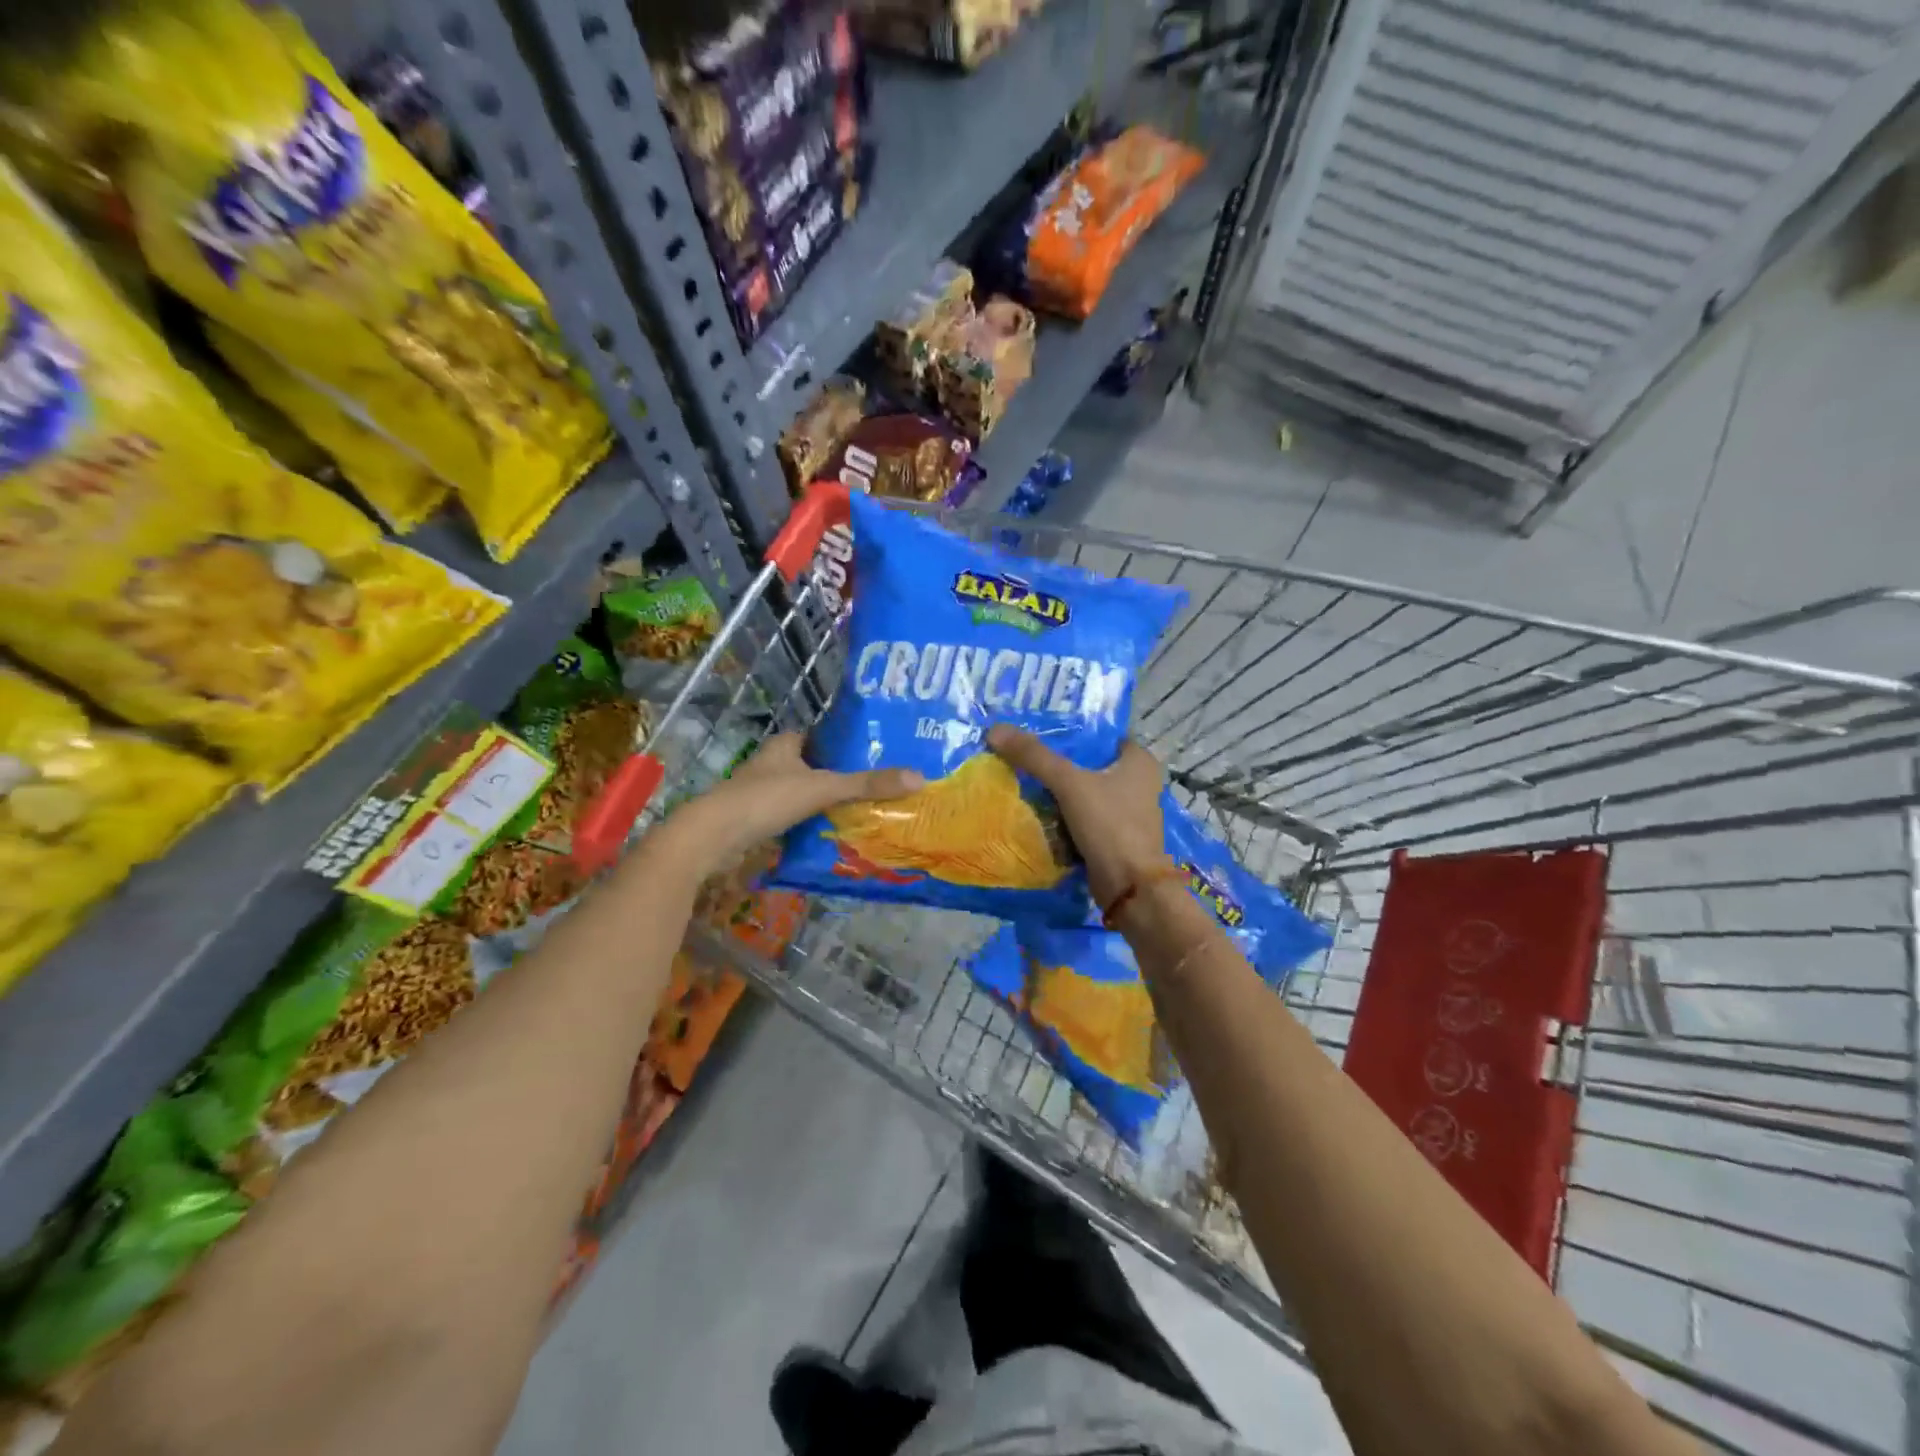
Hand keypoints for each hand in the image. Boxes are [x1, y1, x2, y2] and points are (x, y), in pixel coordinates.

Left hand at [662, 734, 923, 875]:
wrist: (713, 837)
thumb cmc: (766, 800)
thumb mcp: (823, 788)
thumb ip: (867, 784)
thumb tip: (919, 777)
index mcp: (785, 745)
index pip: (820, 736)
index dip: (845, 742)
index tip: (874, 751)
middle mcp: (772, 764)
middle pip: (814, 765)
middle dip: (840, 774)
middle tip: (877, 783)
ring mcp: (762, 793)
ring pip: (803, 792)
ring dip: (826, 800)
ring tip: (863, 809)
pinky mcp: (756, 820)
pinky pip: (793, 816)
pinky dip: (811, 822)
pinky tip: (833, 832)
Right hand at [987, 726, 1168, 907]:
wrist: (1130, 887)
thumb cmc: (1110, 825)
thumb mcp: (1069, 783)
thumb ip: (1034, 756)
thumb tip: (996, 730)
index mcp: (1139, 761)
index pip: (1100, 735)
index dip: (1071, 732)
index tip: (1038, 731)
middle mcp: (1139, 782)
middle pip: (1089, 764)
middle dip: (1059, 762)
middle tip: (1023, 755)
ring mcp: (1127, 812)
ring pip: (1085, 791)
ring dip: (1059, 790)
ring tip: (1023, 779)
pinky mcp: (1115, 836)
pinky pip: (1083, 817)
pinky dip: (1064, 815)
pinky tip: (1037, 811)